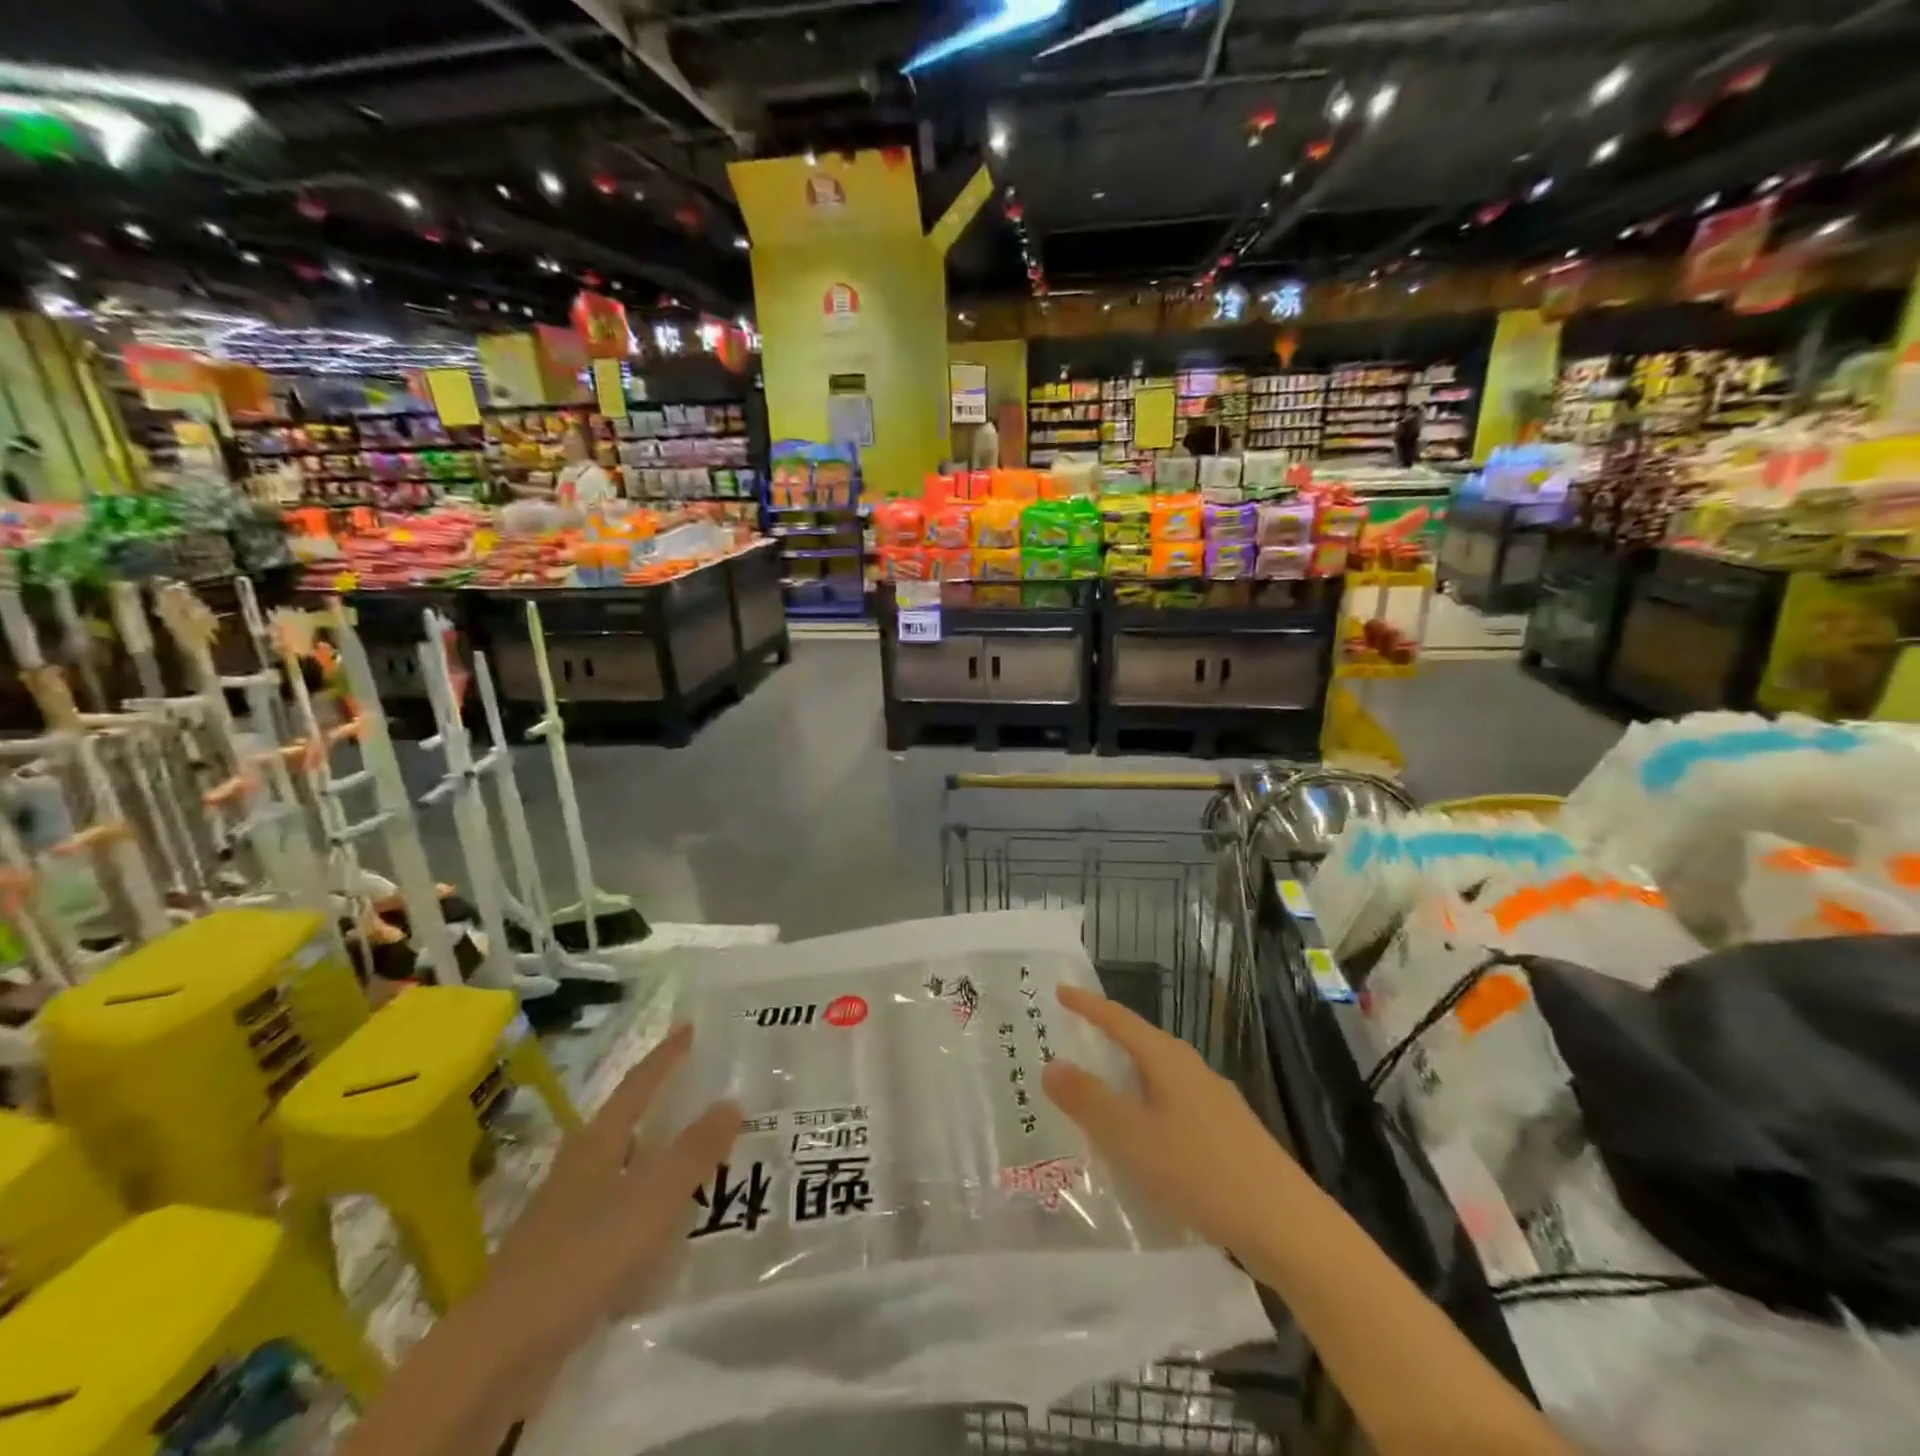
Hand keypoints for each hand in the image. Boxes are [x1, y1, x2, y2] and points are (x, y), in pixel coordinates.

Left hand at [482, 1024, 738, 1364]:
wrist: (502, 1348)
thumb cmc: (584, 1254)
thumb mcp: (653, 1197)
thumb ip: (694, 1150)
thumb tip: (731, 1100)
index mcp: (598, 1142)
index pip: (638, 1085)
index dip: (665, 1056)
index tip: (688, 1027)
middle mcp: (579, 1167)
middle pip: (625, 1122)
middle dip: (659, 1104)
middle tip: (698, 1089)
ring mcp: (565, 1212)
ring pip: (620, 1169)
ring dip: (653, 1158)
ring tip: (692, 1157)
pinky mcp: (561, 1256)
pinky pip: (614, 1213)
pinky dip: (643, 1208)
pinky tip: (661, 1230)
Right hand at [1042, 984, 1299, 1258]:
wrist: (1285, 1224)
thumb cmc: (1199, 1171)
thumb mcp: (1130, 1137)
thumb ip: (1088, 1100)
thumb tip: (1051, 1064)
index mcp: (1167, 1059)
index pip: (1119, 1019)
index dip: (1088, 1005)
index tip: (1060, 991)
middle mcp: (1191, 1068)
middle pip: (1141, 1042)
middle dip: (1107, 1038)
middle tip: (1074, 1038)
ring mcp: (1214, 1100)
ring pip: (1159, 1075)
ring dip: (1127, 1076)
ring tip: (1101, 1090)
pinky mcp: (1228, 1132)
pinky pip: (1174, 1104)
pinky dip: (1148, 1107)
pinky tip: (1145, 1139)